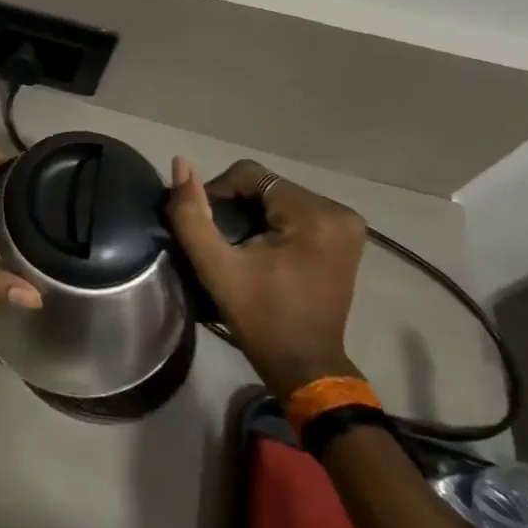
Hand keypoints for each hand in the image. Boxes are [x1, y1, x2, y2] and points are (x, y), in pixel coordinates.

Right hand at [166, 156, 366, 398]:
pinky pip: (296, 209)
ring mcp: (347, 224)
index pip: (250, 174)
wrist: (304, 364)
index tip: (207, 227)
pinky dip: (272, 221)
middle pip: (267, 184)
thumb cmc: (259, 317)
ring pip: (279, 195)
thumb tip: (180, 163)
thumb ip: (191, 214)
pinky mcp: (346, 236)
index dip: (218, 192)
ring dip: (252, 212)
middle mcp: (339, 211)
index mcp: (314, 216)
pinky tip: (261, 247)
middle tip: (222, 239)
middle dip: (237, 205)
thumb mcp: (215, 266)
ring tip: (239, 244)